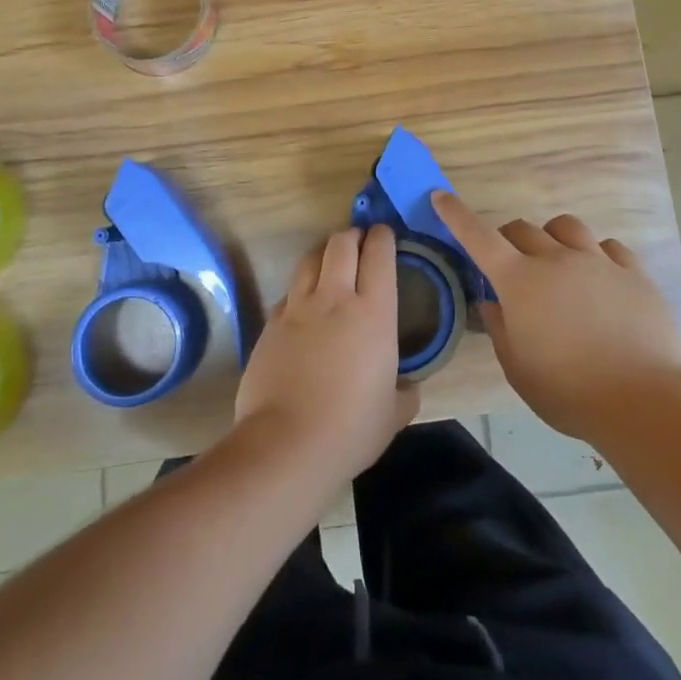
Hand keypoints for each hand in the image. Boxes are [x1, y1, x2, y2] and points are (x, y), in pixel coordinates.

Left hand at [232, 226, 418, 490]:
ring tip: (331, 263)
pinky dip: (301, 289)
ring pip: (310, 259)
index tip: (386, 234)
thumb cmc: (350, 429)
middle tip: (360, 242)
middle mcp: (335, 298)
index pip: (379, 254)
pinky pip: (289, 292)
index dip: (383, 237)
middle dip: (352, 235)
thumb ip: (405, 392)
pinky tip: (304, 306)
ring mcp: (298, 308)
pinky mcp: (270, 324)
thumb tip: (409, 386)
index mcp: (373, 313)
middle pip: (341, 243)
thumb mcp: (393, 414)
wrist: (286, 445)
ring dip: (324, 253)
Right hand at [433, 192, 680, 442]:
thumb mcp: (519, 370)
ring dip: (552, 238)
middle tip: (511, 266)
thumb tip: (492, 302)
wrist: (645, 401)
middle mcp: (556, 259)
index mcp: (520, 282)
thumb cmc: (570, 392)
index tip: (441, 195)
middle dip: (508, 240)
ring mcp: (597, 262)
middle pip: (522, 229)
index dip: (456, 214)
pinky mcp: (633, 272)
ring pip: (566, 227)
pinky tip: (600, 277)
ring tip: (557, 261)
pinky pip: (608, 247)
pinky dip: (595, 255)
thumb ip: (500, 330)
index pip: (478, 236)